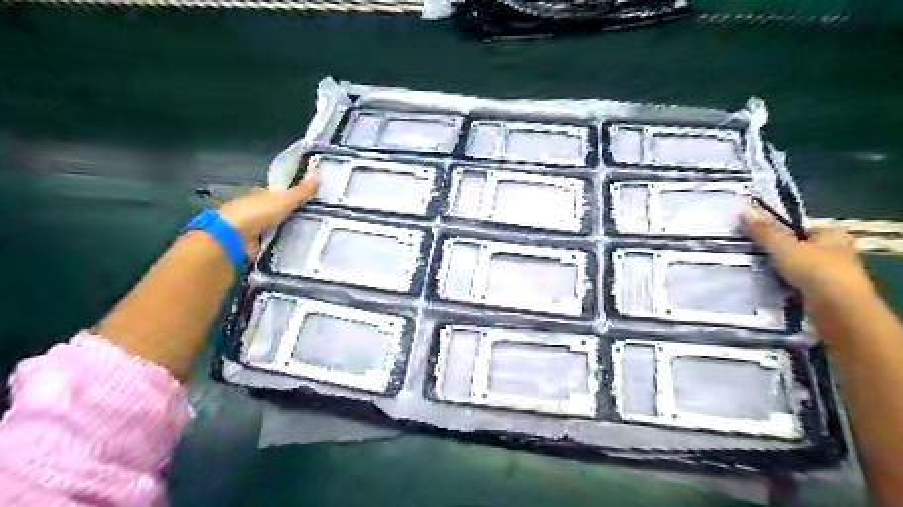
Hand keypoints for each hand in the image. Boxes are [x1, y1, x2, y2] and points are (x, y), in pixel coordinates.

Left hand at [216, 169, 317, 259]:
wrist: (234, 238)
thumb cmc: (256, 212)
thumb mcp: (285, 199)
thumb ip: (302, 190)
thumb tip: (318, 173)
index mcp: (262, 196)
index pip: (281, 195)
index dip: (296, 197)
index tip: (314, 203)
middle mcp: (259, 211)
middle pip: (282, 213)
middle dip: (297, 218)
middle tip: (320, 222)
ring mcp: (258, 230)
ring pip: (281, 230)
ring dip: (293, 233)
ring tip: (316, 237)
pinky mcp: (259, 246)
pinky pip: (278, 245)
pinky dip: (287, 246)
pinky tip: (301, 248)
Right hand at [741, 202, 874, 307]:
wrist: (838, 310)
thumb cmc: (815, 270)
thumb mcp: (783, 246)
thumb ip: (763, 231)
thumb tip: (743, 210)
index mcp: (833, 234)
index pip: (801, 228)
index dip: (778, 231)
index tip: (755, 237)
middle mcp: (838, 252)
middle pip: (798, 248)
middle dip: (777, 253)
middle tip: (751, 255)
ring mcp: (833, 275)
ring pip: (797, 268)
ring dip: (779, 271)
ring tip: (754, 272)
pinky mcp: (826, 295)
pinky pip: (798, 286)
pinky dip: (784, 287)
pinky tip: (769, 289)